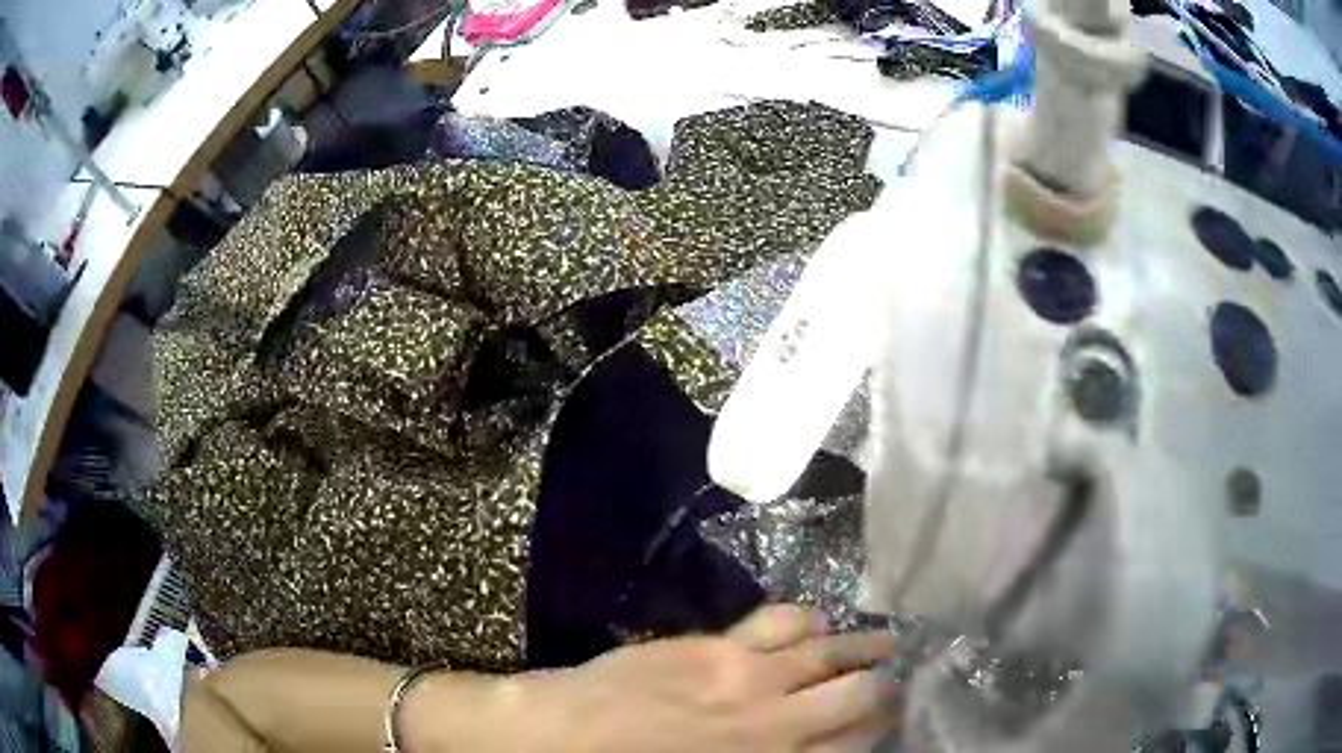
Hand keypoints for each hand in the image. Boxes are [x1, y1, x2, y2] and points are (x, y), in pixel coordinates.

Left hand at [522, 605, 900, 751]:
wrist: (560, 739)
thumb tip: (811, 747)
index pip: (858, 743)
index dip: (883, 728)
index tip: (894, 719)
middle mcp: (778, 721)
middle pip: (860, 695)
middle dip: (888, 688)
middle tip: (900, 682)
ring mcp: (748, 676)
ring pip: (829, 652)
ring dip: (864, 647)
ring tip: (887, 643)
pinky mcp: (716, 644)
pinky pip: (779, 622)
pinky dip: (808, 619)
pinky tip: (820, 619)